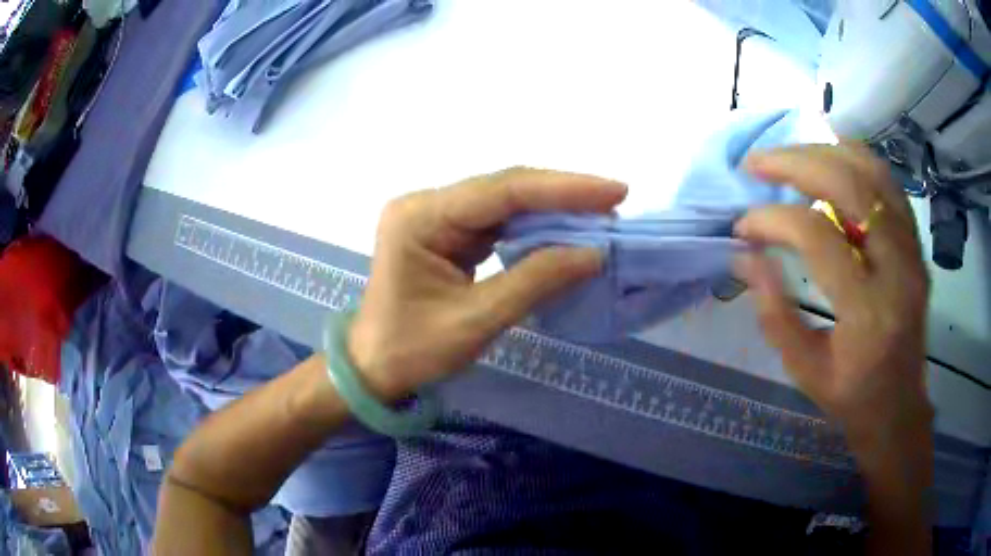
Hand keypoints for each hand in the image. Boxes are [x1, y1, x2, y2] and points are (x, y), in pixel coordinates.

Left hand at [349, 168, 627, 398]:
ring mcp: (435, 216)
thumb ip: (535, 281)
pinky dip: (533, 225)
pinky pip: (497, 220)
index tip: (613, 191)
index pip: (501, 191)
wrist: (373, 368)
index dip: (562, 188)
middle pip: (504, 188)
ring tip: (599, 214)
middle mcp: (426, 205)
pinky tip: (564, 228)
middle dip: (562, 194)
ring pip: (504, 201)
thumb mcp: (476, 320)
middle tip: (614, 200)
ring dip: (552, 208)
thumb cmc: (412, 351)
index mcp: (421, 218)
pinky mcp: (445, 232)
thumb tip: (594, 253)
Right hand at [733, 143, 932, 458]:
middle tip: (757, 163)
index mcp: (868, 312)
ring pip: (872, 173)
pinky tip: (830, 156)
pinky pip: (888, 184)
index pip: (818, 238)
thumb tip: (745, 254)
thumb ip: (773, 311)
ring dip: (825, 152)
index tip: (743, 225)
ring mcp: (912, 251)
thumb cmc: (851, 396)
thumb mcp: (804, 369)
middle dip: (795, 164)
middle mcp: (898, 269)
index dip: (773, 220)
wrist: (898, 407)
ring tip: (789, 154)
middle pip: (849, 186)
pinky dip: (856, 159)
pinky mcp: (916, 245)